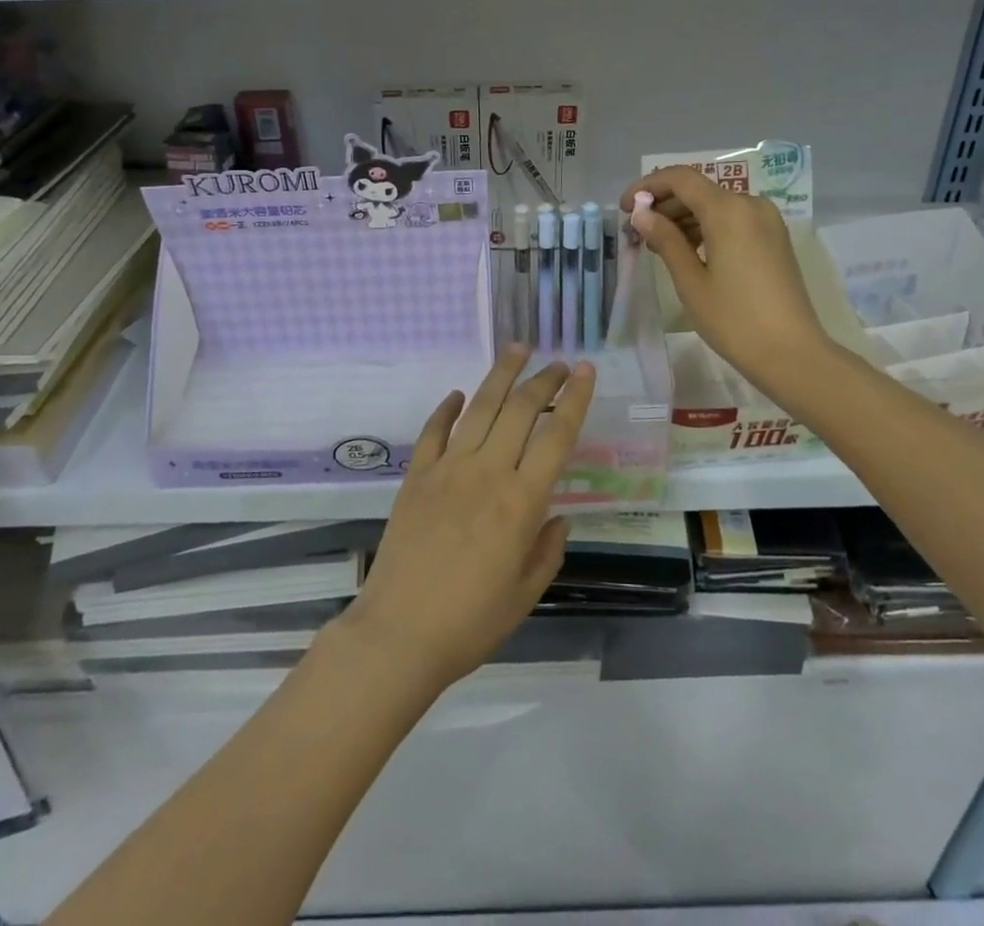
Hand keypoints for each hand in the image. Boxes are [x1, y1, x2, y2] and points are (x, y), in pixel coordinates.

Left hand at [336, 348, 594, 694]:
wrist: (399, 633)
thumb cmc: (470, 622)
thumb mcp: (525, 594)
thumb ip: (547, 549)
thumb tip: (557, 515)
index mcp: (520, 502)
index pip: (556, 436)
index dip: (574, 399)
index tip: (584, 370)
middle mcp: (487, 473)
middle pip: (519, 410)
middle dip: (542, 379)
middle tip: (557, 362)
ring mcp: (447, 469)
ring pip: (479, 407)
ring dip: (500, 374)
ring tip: (517, 349)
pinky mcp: (417, 475)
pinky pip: (434, 430)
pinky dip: (448, 408)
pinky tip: (459, 394)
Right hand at [621, 166, 833, 398]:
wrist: (792, 353)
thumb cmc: (734, 319)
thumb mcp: (690, 281)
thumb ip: (665, 240)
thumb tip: (641, 214)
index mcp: (728, 210)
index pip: (680, 179)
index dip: (647, 186)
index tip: (624, 207)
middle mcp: (750, 204)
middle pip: (698, 190)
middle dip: (663, 205)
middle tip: (636, 231)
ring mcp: (766, 220)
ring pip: (715, 205)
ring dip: (684, 217)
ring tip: (657, 245)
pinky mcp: (774, 237)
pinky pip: (733, 219)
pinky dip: (706, 227)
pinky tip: (688, 251)